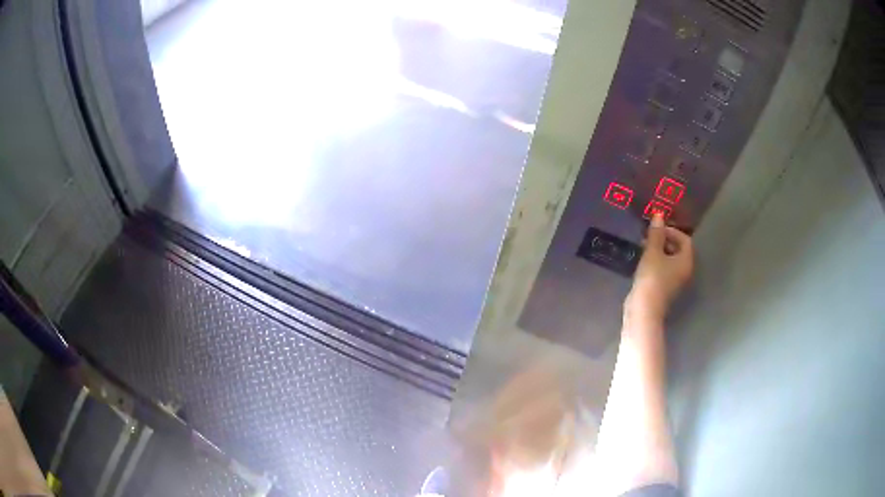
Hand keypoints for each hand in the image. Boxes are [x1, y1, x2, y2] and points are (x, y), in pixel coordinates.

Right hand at [625, 213, 693, 323]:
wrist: (644, 310)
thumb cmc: (652, 278)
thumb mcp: (652, 252)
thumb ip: (656, 233)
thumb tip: (659, 215)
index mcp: (686, 261)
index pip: (685, 239)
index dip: (672, 230)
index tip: (656, 229)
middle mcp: (684, 271)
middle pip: (678, 249)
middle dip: (663, 240)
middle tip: (648, 237)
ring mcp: (675, 281)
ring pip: (669, 260)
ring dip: (658, 251)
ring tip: (643, 248)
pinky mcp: (664, 288)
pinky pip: (663, 269)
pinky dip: (655, 262)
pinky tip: (643, 262)